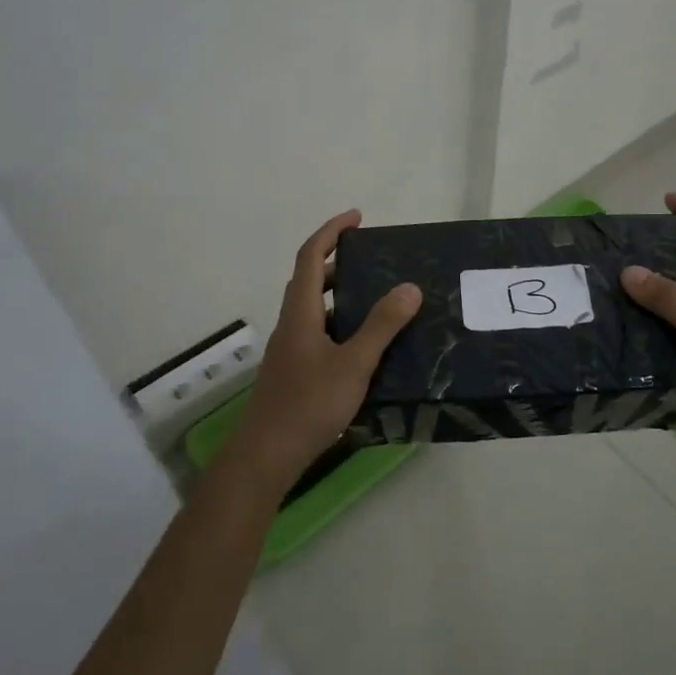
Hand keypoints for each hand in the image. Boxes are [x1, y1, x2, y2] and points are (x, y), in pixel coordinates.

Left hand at [228, 211, 420, 493]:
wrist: (265, 456)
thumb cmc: (308, 405)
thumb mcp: (354, 364)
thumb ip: (382, 326)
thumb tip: (409, 287)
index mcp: (300, 313)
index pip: (310, 257)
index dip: (331, 232)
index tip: (356, 217)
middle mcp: (291, 325)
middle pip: (308, 280)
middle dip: (336, 261)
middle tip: (371, 260)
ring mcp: (289, 351)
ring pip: (312, 309)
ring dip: (338, 294)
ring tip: (374, 299)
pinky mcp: (293, 372)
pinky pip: (317, 332)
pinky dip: (338, 323)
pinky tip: (361, 347)